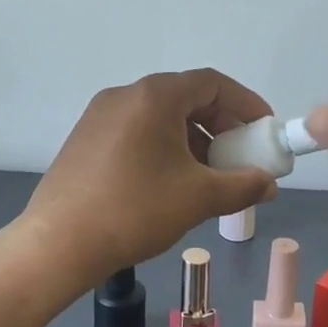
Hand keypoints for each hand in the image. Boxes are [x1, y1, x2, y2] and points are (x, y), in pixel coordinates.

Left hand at [23, 69, 278, 296]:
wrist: (58, 243)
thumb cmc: (135, 210)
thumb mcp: (199, 198)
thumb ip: (243, 185)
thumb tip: (269, 184)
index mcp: (154, 96)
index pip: (212, 82)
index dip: (245, 103)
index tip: (263, 129)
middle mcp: (125, 94)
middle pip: (185, 96)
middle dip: (221, 123)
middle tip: (240, 154)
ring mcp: (100, 115)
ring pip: (160, 116)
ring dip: (193, 138)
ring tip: (209, 174)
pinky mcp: (85, 138)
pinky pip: (137, 130)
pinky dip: (164, 146)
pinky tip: (171, 181)